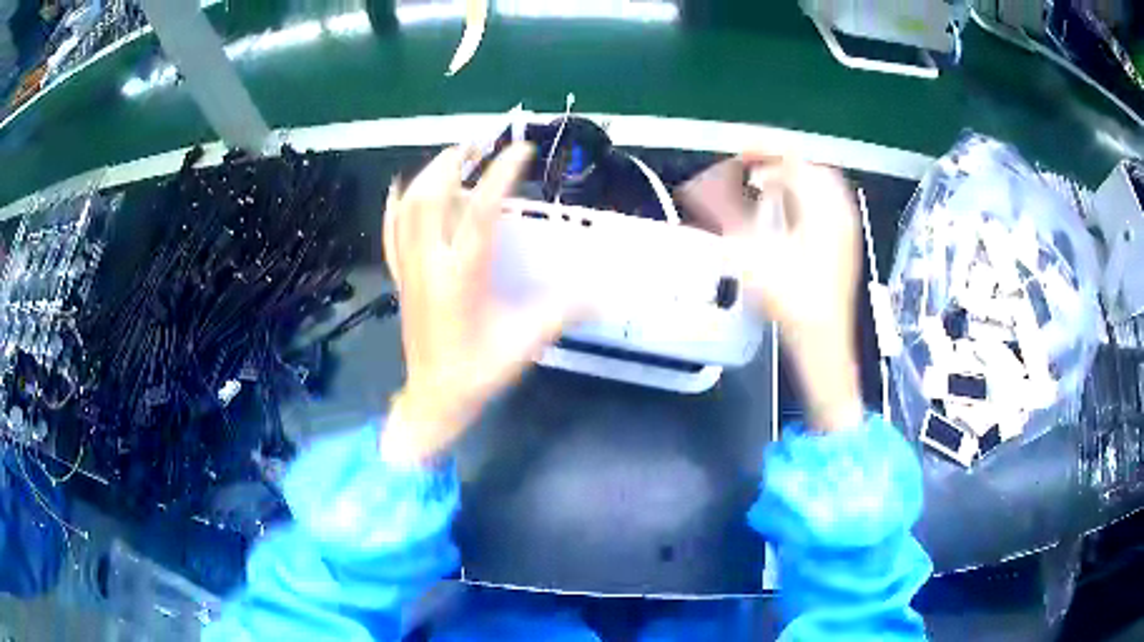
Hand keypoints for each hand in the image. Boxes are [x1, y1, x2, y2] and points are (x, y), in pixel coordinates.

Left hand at [381, 144, 578, 463]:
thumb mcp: (526, 342)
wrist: (435, 398)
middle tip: (479, 141)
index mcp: (462, 276)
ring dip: (428, 174)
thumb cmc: (479, 371)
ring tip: (452, 155)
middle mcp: (430, 264)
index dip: (500, 174)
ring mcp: (410, 269)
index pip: (480, 211)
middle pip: (431, 197)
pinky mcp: (401, 278)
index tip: (520, 150)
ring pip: (408, 209)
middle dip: (454, 161)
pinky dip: (394, 206)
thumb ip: (563, 311)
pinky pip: (390, 233)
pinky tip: (399, 186)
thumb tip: (605, 293)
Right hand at [678, 153, 863, 430]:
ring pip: (818, 184)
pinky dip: (800, 197)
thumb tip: (696, 188)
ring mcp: (844, 226)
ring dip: (788, 178)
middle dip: (776, 160)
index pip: (793, 155)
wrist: (824, 342)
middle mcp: (838, 209)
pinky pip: (823, 203)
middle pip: (809, 165)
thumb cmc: (792, 300)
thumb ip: (724, 216)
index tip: (734, 147)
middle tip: (746, 165)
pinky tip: (781, 212)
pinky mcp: (842, 242)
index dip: (761, 145)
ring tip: (759, 186)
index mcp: (822, 205)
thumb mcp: (752, 255)